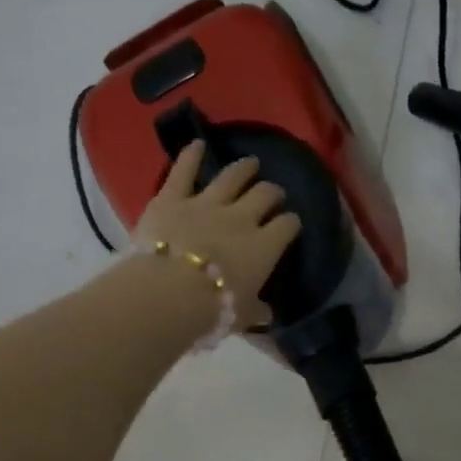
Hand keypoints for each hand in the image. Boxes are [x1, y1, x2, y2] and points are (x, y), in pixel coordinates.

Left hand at [133, 143, 302, 330]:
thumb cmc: (214, 309)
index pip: (287, 226)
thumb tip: (266, 315)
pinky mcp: (172, 198)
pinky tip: (197, 144)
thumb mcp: (243, 316)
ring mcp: (207, 203)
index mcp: (265, 246)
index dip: (290, 223)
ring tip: (250, 164)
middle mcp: (242, 217)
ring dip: (243, 168)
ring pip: (232, 177)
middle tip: (273, 192)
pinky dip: (190, 155)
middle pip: (264, 194)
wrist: (169, 292)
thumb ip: (256, 311)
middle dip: (272, 192)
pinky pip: (184, 171)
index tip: (290, 224)